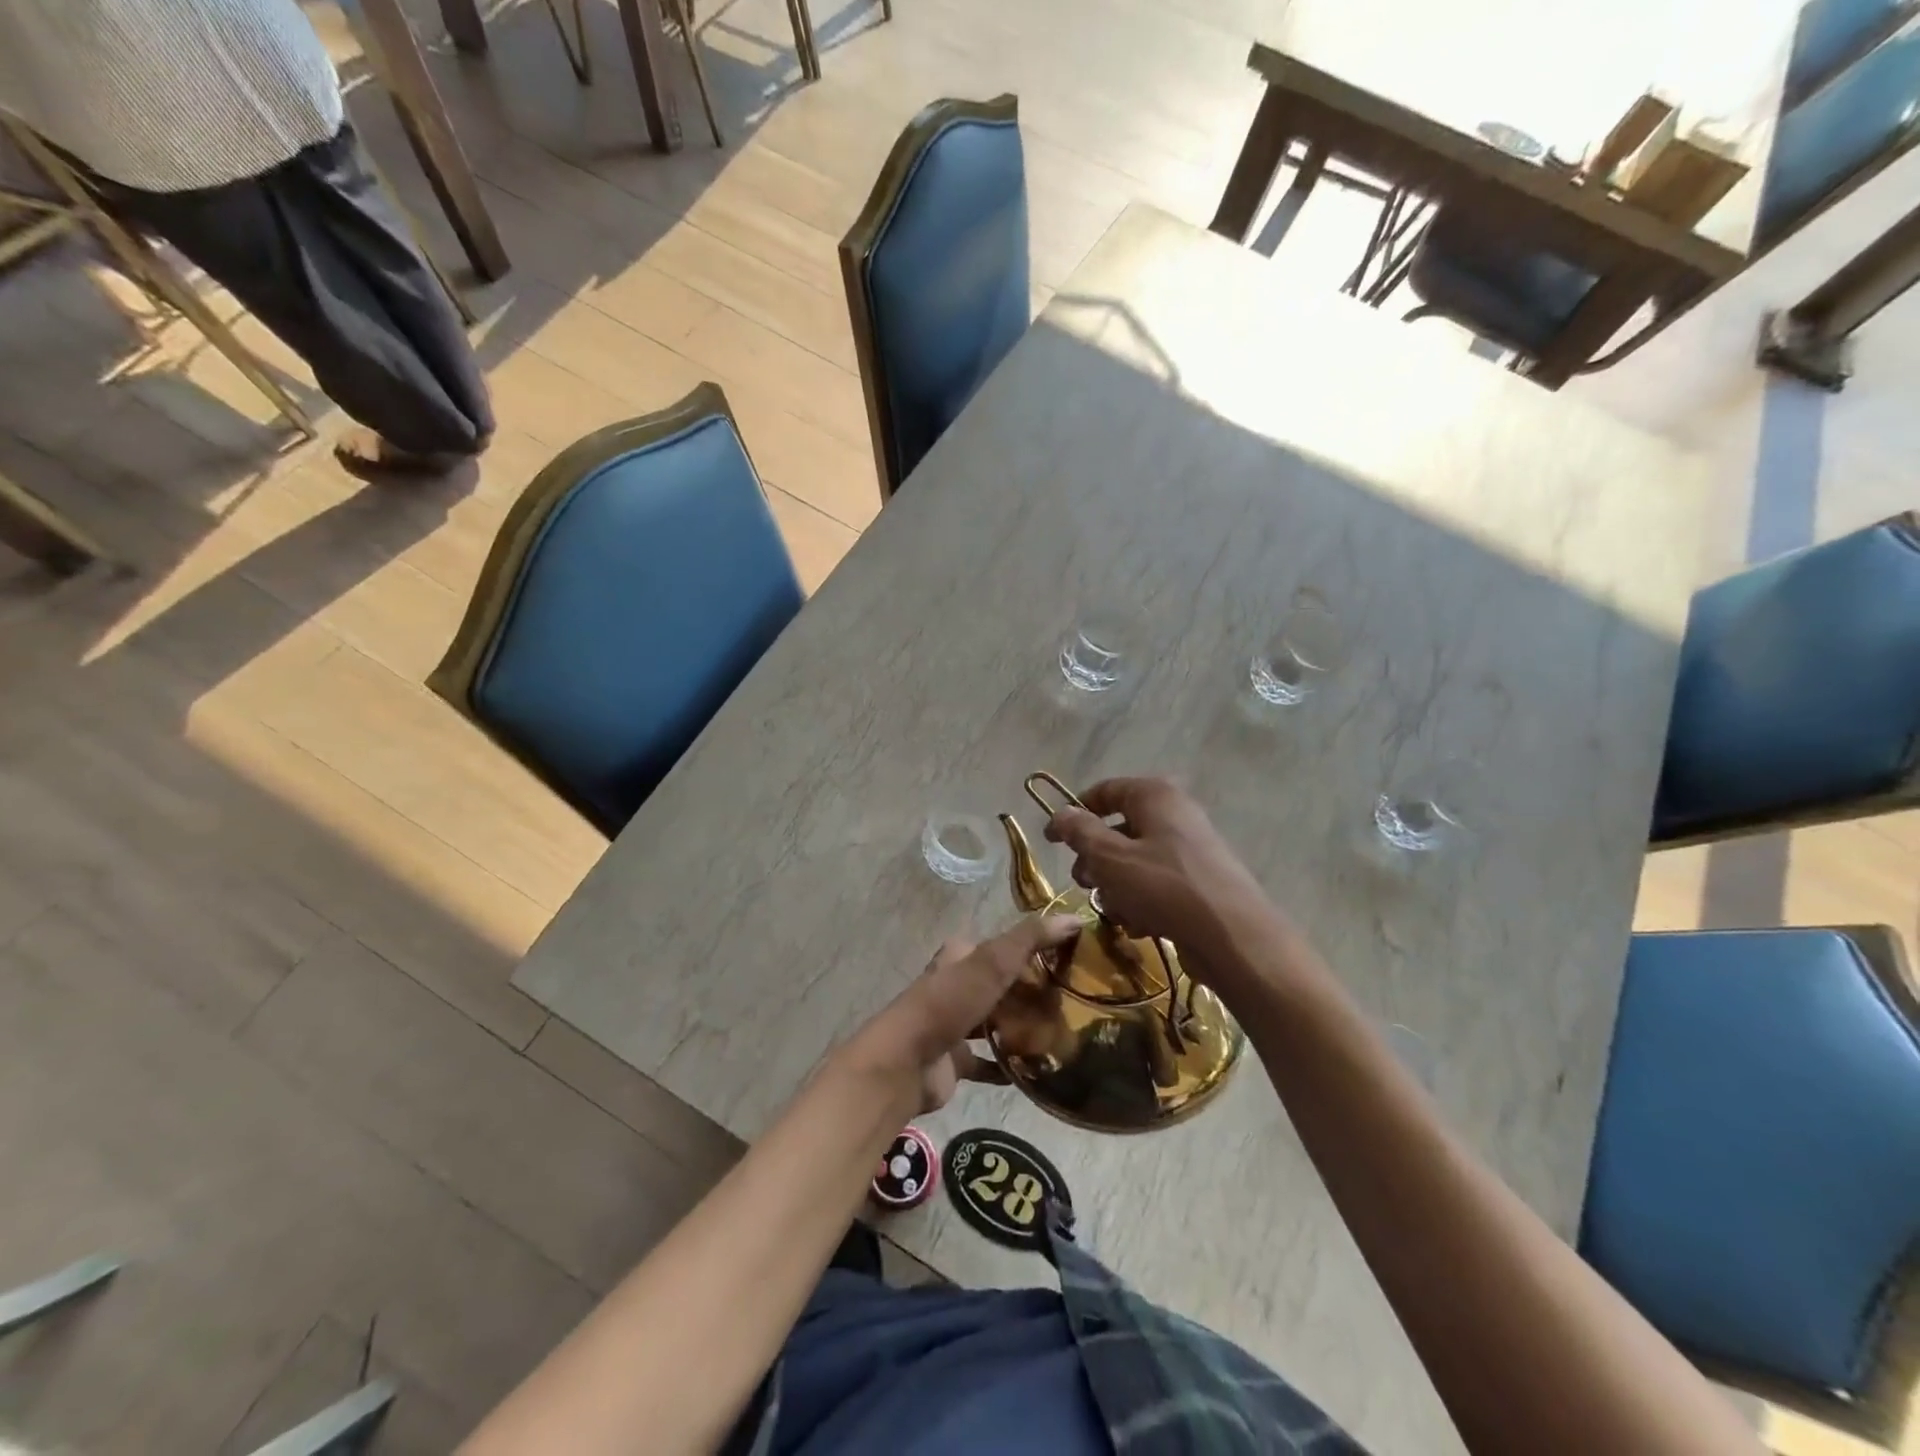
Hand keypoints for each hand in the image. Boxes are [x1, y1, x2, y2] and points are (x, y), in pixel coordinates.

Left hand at [841, 914, 1081, 1113]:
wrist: (907, 1062)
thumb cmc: (949, 1003)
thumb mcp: (993, 961)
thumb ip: (1031, 938)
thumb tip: (1074, 917)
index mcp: (961, 956)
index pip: (1003, 946)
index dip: (1034, 950)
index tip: (1070, 961)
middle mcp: (956, 985)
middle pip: (1001, 984)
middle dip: (1032, 992)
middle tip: (1073, 1003)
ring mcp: (954, 1024)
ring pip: (995, 1020)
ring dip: (1021, 1026)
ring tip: (1062, 1033)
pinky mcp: (955, 1059)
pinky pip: (988, 1061)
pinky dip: (1009, 1065)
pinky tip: (1038, 1070)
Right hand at [1044, 777, 1268, 957]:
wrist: (1231, 937)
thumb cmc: (1163, 886)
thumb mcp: (1109, 857)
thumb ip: (1080, 832)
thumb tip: (1061, 814)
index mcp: (1154, 796)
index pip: (1105, 791)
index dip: (1074, 812)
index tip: (1050, 840)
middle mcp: (1175, 815)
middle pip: (1119, 829)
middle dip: (1095, 859)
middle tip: (1083, 882)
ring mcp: (1190, 850)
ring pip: (1135, 862)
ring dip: (1116, 886)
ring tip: (1115, 909)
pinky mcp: (1198, 883)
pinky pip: (1156, 885)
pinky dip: (1142, 902)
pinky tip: (1139, 925)